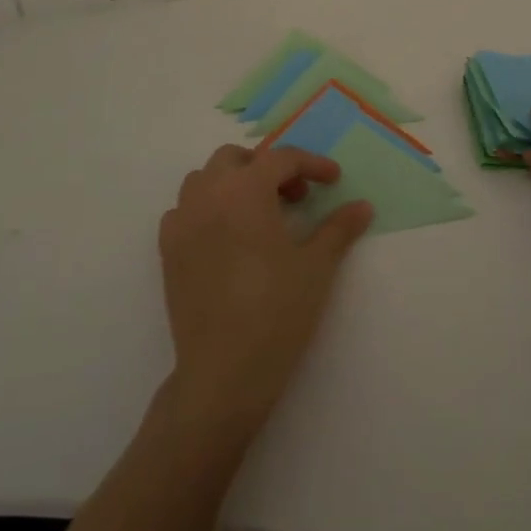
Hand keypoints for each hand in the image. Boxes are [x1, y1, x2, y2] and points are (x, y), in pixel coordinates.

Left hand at [160, 145, 373, 441]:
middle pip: (236, 159)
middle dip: (267, 168)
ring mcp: (182, 222)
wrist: (224, 372)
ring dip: (233, 183)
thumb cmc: (277, 311)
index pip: (281, 158)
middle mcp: (208, 195)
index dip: (312, 164)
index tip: (333, 180)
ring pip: (204, 179)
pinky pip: (184, 210)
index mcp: (246, 190)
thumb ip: (339, 228)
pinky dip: (206, 208)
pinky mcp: (167, 250)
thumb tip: (362, 206)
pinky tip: (226, 236)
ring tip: (260, 214)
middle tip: (295, 197)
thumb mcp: (317, 266)